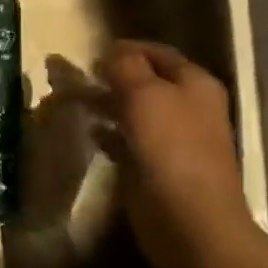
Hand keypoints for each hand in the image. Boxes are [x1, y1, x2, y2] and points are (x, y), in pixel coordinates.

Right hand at [92, 40, 254, 267]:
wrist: (188, 219)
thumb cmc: (170, 148)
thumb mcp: (144, 94)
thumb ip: (126, 66)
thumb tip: (113, 51)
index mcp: (194, 84)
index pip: (158, 53)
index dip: (127, 48)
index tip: (92, 52)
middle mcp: (187, 108)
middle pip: (145, 82)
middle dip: (111, 77)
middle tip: (75, 76)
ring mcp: (172, 139)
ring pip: (133, 111)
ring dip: (105, 104)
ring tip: (73, 101)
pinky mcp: (154, 166)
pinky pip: (127, 140)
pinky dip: (108, 133)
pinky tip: (90, 132)